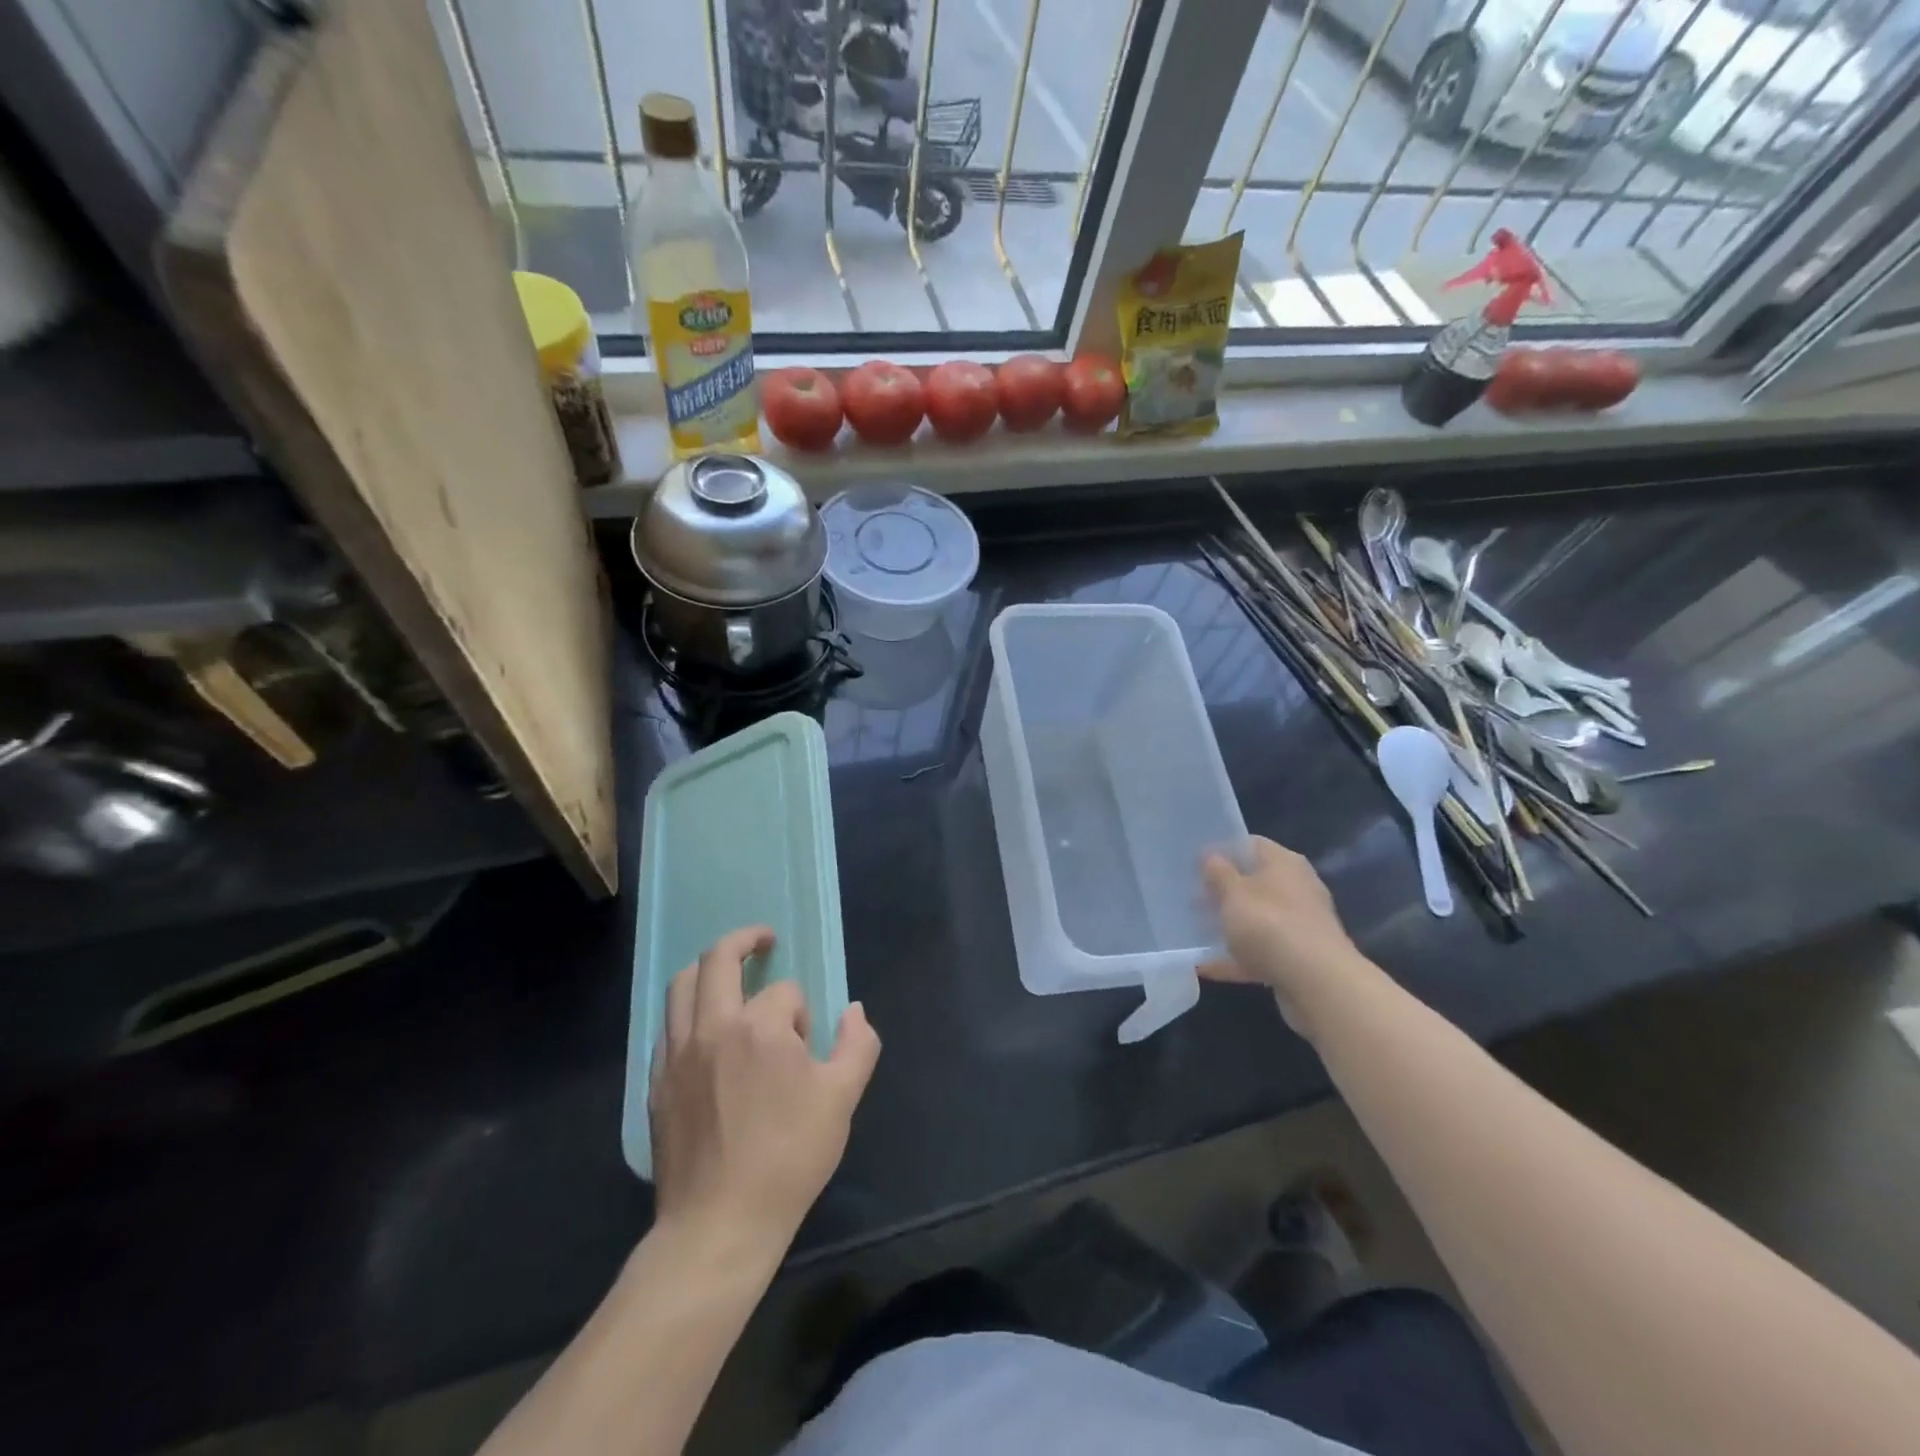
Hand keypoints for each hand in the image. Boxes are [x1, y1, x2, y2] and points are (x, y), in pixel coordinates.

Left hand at [649, 927, 880, 1264]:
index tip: (806, 1048)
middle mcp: (713, 1028)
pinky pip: (667, 1026)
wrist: (719, 1225)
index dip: (801, 1012)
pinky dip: (688, 1010)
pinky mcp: (657, 1083)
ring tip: (729, 972)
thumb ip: (857, 1045)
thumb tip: (854, 1010)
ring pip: (681, 986)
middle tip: (763, 939)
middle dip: (745, 940)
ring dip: (707, 968)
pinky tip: (704, 1028)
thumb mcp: (842, 1101)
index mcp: (761, 1028)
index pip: (785, 992)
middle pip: (719, 959)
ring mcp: (678, 1054)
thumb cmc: (788, 1159)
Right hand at [1201, 837, 1379, 1036]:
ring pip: (1257, 920)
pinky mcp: (1297, 958)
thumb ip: (1217, 872)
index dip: (1222, 851)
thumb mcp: (1233, 892)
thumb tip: (1210, 855)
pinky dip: (1235, 958)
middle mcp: (1296, 888)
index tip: (1194, 864)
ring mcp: (1299, 925)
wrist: (1316, 983)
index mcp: (1284, 863)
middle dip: (1222, 892)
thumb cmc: (1269, 924)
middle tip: (1191, 899)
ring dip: (1229, 926)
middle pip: (1253, 883)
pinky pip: (1259, 952)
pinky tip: (1204, 966)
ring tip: (1194, 932)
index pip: (1250, 844)